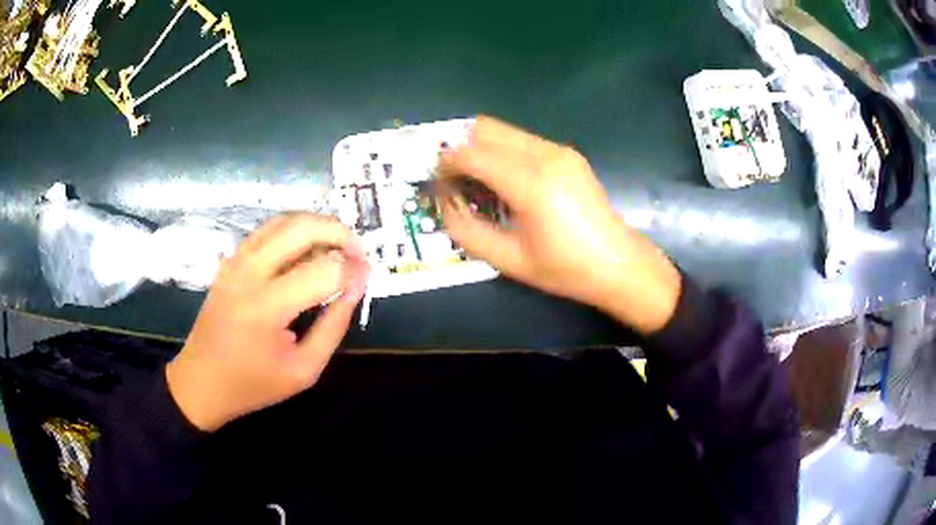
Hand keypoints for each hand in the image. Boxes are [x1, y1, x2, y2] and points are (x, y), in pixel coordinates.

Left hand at [165, 214, 368, 431]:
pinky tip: (306, 249)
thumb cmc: (253, 384)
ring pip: (285, 220)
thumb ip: (333, 326)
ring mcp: (236, 260)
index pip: (324, 271)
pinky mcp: (231, 260)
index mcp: (266, 307)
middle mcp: (249, 272)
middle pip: (303, 228)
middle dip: (340, 233)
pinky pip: (267, 230)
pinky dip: (294, 230)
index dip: (354, 270)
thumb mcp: (304, 370)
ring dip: (318, 226)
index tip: (367, 278)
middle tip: (357, 254)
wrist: (201, 381)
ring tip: (337, 248)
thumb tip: (357, 285)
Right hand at [439, 116, 680, 334]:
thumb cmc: (565, 268)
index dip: (446, 165)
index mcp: (530, 183)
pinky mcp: (567, 153)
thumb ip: (467, 231)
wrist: (618, 263)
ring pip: (503, 131)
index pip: (471, 153)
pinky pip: (521, 140)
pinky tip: (505, 182)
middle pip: (484, 128)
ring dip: (481, 149)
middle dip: (460, 149)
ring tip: (479, 184)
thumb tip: (445, 205)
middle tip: (455, 181)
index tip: (438, 184)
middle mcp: (544, 154)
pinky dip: (502, 152)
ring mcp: (559, 150)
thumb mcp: (509, 260)